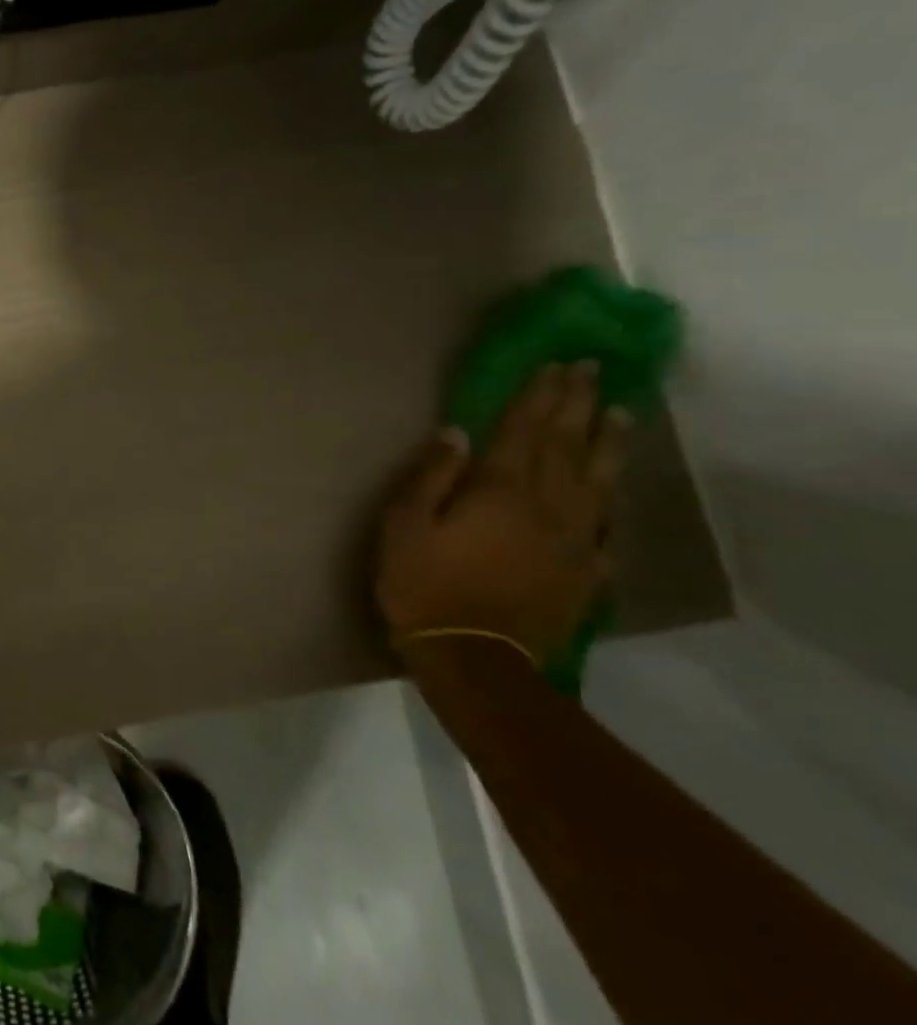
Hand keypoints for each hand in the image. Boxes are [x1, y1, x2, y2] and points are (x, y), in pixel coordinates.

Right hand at [376, 362, 627, 666]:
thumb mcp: (404, 526)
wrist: (475, 659)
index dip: (538, 396)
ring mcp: (573, 541)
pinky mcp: (585, 574)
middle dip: (579, 405)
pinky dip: (613, 503)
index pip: (522, 431)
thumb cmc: (425, 586)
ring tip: (621, 414)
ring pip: (598, 481)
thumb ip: (430, 476)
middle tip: (593, 371)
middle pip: (567, 446)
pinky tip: (615, 493)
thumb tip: (457, 433)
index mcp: (498, 491)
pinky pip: (607, 529)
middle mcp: (546, 507)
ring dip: (609, 443)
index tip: (556, 365)